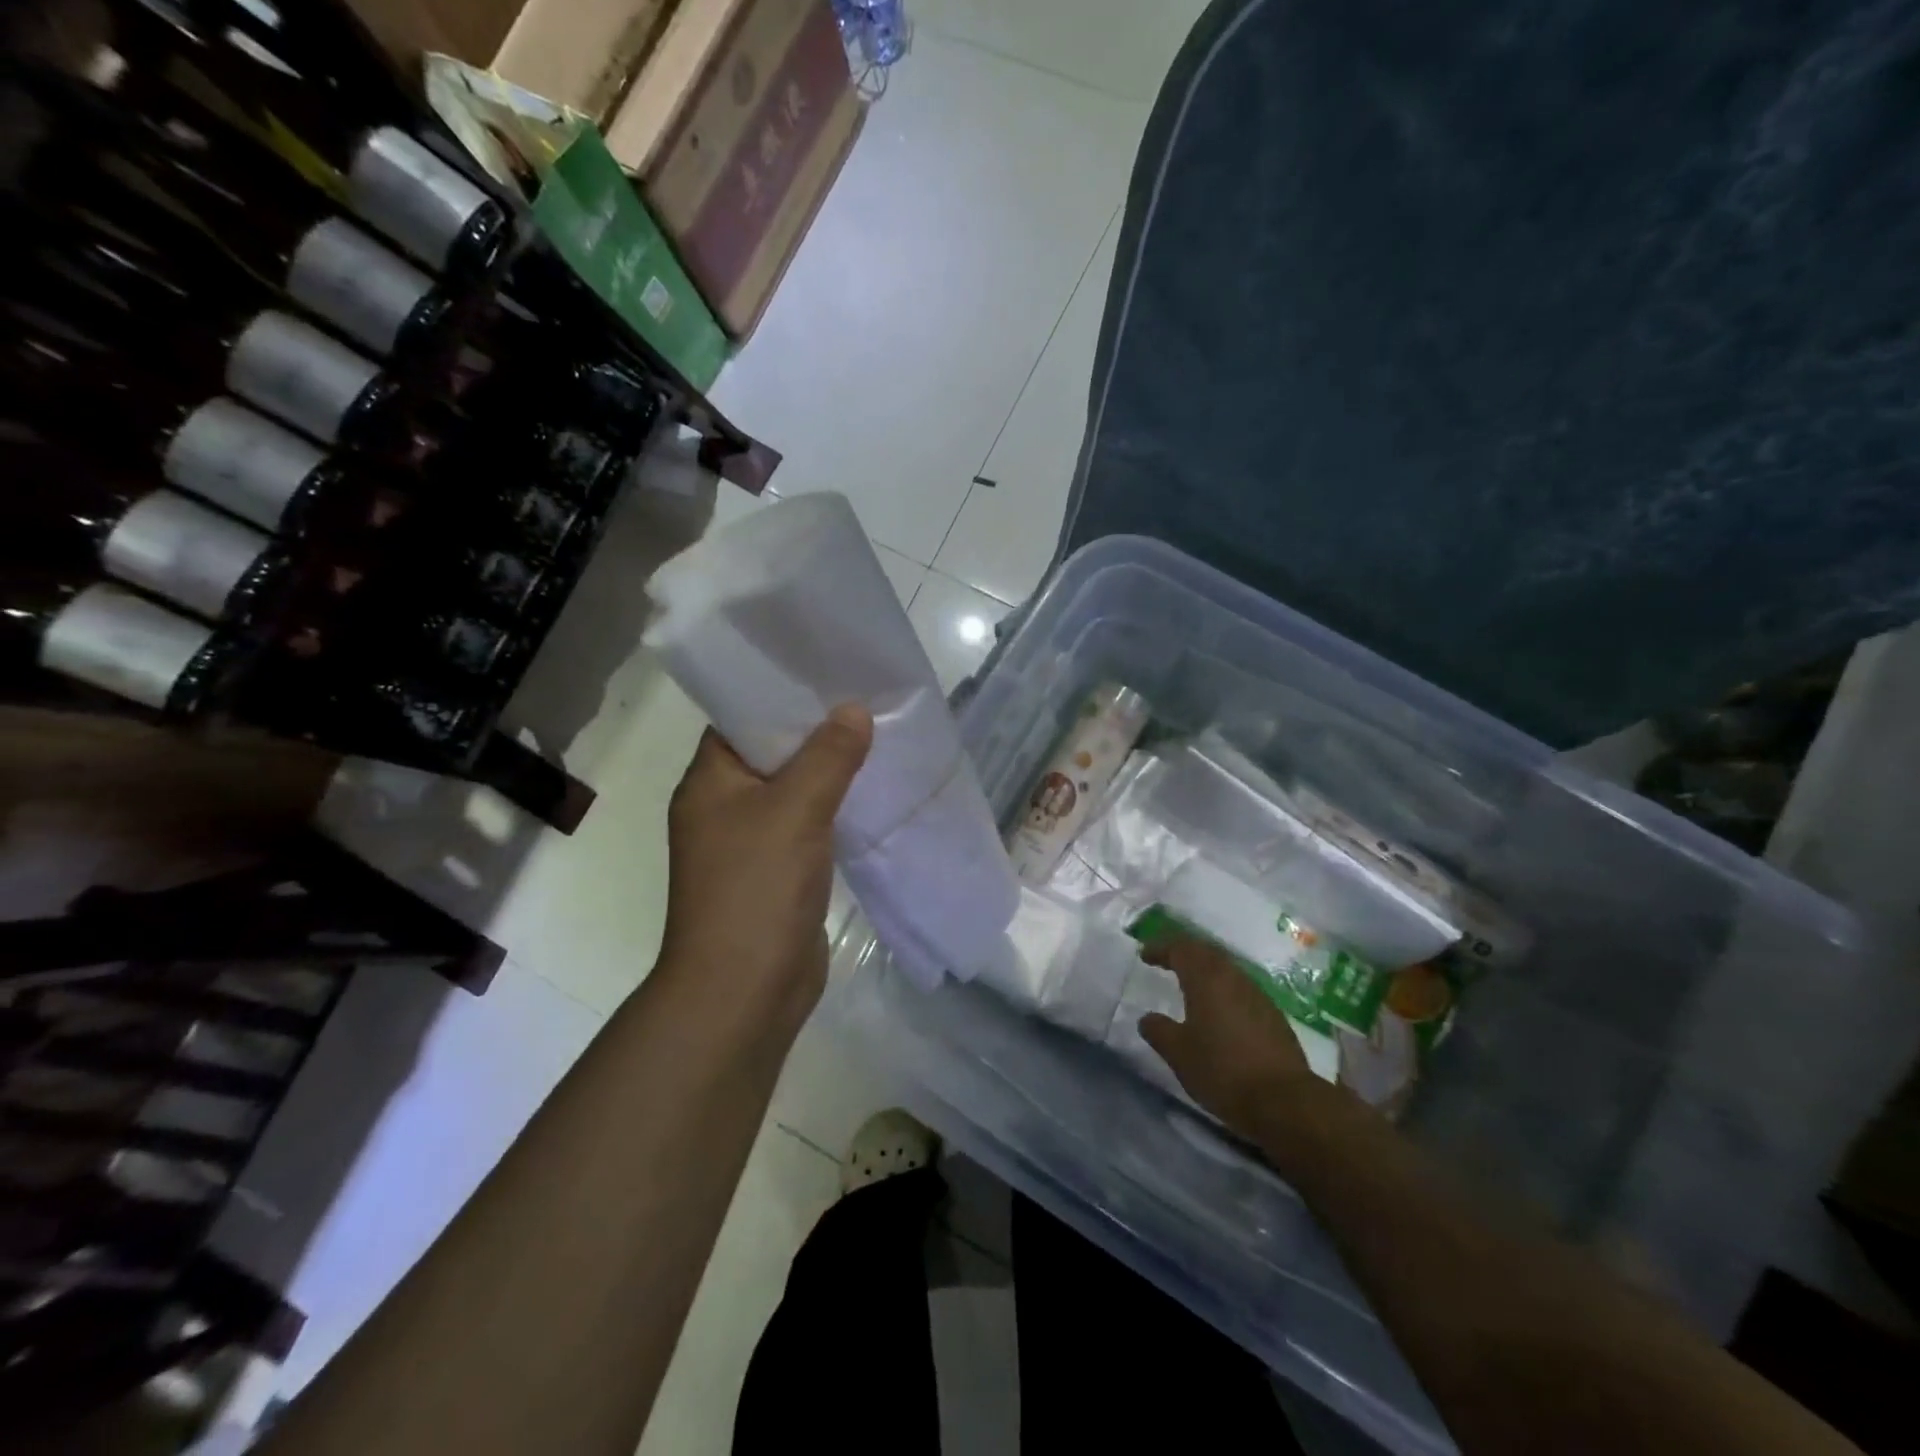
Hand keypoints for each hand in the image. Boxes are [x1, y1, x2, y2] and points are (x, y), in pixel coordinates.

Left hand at [660, 705, 872, 1031]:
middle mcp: (723, 806)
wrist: (744, 991)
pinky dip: (834, 809)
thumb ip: (827, 756)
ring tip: (876, 736)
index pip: (740, 718)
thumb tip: (854, 711)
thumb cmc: (756, 888)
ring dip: (829, 771)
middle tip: (864, 699)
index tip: (826, 672)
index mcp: (709, 781)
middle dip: (815, 730)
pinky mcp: (777, 872)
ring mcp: (749, 842)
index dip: (780, 693)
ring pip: (794, 791)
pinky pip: (808, 825)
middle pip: (772, 753)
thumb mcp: (795, 810)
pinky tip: (871, 793)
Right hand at [1137, 935, 1319, 1137]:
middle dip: (1184, 952)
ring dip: (1205, 968)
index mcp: (1206, 979)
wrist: (1284, 1101)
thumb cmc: (1222, 1071)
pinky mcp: (1273, 1015)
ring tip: (1190, 983)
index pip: (1180, 949)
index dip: (1161, 948)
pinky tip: (1218, 1008)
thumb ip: (1159, 1031)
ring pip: (1226, 968)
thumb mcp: (1179, 1054)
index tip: (1145, 955)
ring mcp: (1257, 995)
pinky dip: (1223, 987)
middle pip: (1206, 951)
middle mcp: (1233, 978)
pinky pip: (1241, 987)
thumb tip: (1147, 1019)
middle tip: (1166, 960)